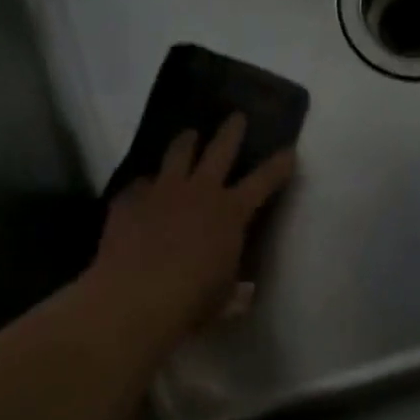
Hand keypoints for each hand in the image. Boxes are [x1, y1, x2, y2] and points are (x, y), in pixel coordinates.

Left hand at [89, 114, 296, 345]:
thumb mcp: (224, 298)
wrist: (133, 298)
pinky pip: (141, 183)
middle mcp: (199, 191)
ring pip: (178, 153)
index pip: (264, 181)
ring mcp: (161, 191)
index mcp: (230, 213)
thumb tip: (243, 293)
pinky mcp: (129, 199)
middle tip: (237, 117)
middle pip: (220, 149)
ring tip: (189, 136)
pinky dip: (147, 185)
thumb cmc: (191, 301)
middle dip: (232, 131)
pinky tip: (144, 191)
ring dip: (187, 142)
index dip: (279, 165)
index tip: (289, 151)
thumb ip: (234, 288)